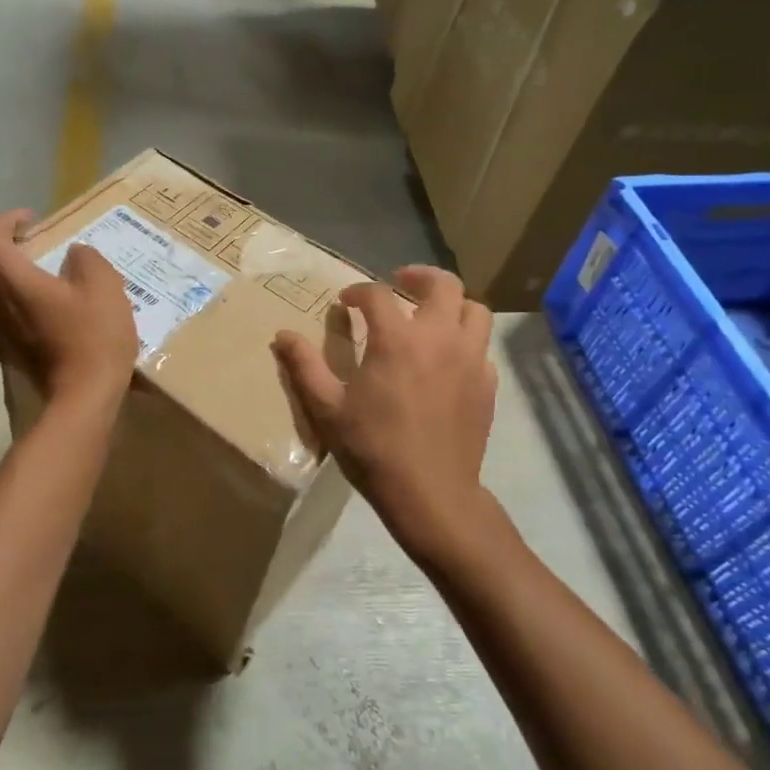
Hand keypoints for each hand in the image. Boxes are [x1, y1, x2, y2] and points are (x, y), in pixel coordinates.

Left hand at [0, 209, 139, 403]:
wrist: (84, 393)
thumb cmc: (93, 335)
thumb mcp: (105, 285)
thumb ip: (87, 259)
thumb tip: (74, 254)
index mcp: (9, 276)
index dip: (6, 220)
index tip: (31, 222)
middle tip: (16, 252)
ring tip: (6, 284)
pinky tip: (13, 316)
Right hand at [273, 266, 499, 568]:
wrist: (430, 493)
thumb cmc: (372, 447)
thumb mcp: (326, 408)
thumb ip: (304, 366)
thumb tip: (282, 335)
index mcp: (397, 338)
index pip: (377, 294)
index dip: (357, 291)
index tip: (345, 302)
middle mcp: (439, 337)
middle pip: (443, 284)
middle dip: (419, 276)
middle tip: (400, 284)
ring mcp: (470, 360)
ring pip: (475, 310)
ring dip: (452, 304)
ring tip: (431, 315)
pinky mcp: (487, 384)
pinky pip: (482, 347)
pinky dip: (466, 341)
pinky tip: (448, 359)